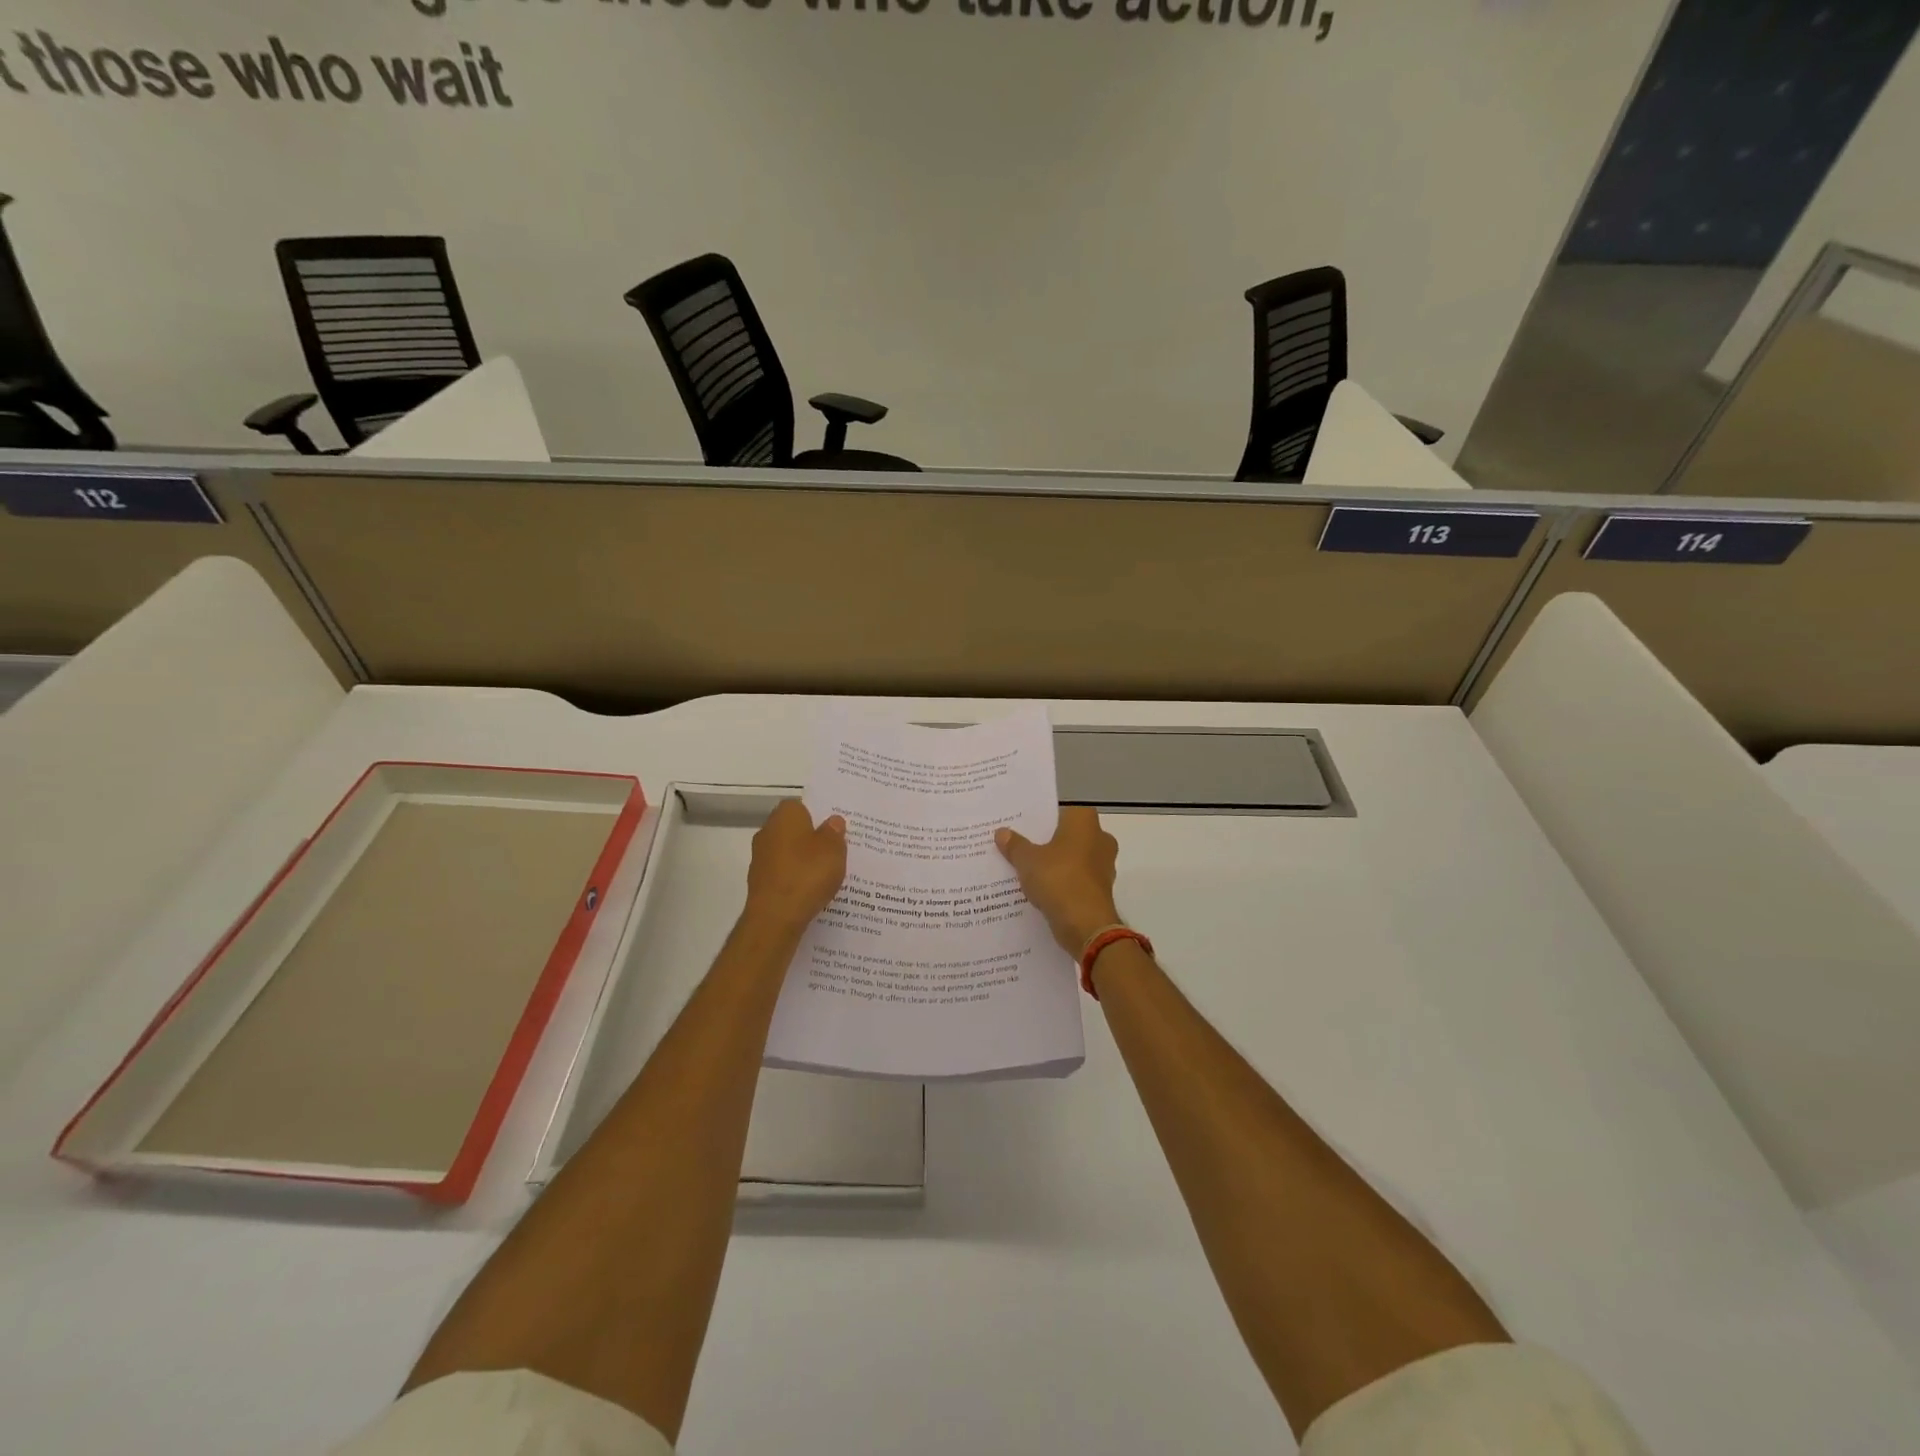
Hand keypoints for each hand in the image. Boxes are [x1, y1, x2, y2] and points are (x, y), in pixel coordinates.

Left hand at [744, 800, 846, 934]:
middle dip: (812, 839)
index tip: (834, 829)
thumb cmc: (807, 874)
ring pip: (788, 853)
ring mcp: (760, 858)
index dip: (819, 816)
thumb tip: (832, 821)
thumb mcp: (834, 849)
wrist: (775, 917)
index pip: (802, 806)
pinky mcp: (759, 882)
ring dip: (803, 861)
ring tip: (827, 874)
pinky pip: (783, 874)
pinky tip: (811, 891)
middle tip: (835, 851)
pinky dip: (795, 879)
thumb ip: (834, 832)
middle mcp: (767, 831)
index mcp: (785, 815)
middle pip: (794, 830)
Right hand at [996, 807, 1121, 956]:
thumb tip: (1001, 832)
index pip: (1060, 811)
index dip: (1039, 819)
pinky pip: (1075, 878)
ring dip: (1054, 864)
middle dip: (1046, 841)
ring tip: (1025, 869)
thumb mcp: (1027, 860)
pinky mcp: (1100, 889)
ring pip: (1071, 858)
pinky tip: (1039, 889)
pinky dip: (1061, 882)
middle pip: (1066, 835)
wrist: (1086, 925)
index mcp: (1085, 822)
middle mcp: (1100, 838)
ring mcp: (1103, 865)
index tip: (1020, 826)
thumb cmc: (1058, 879)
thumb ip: (1015, 845)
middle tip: (1019, 846)